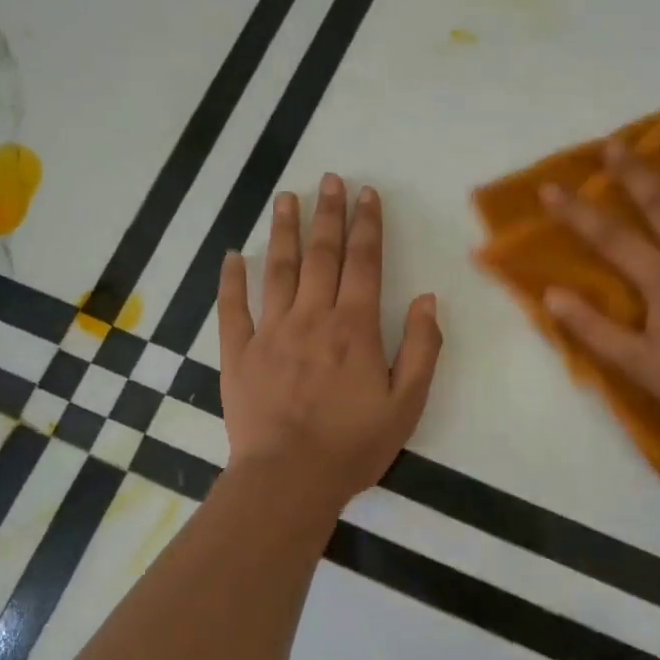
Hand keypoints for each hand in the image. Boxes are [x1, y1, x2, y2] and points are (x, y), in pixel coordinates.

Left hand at [219, 174, 442, 504]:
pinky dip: (231, 280)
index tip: (367, 194)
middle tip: (330, 179)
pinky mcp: (238, 354)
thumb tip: (428, 299)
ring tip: (286, 198)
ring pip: (278, 270)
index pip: (364, 263)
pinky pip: (233, 309)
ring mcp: (271, 332)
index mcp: (354, 327)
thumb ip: (423, 348)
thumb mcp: (407, 402)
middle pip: (321, 255)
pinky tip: (233, 256)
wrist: (288, 479)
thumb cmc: (353, 444)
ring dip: (284, 231)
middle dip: (328, 214)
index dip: (367, 225)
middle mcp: (312, 317)